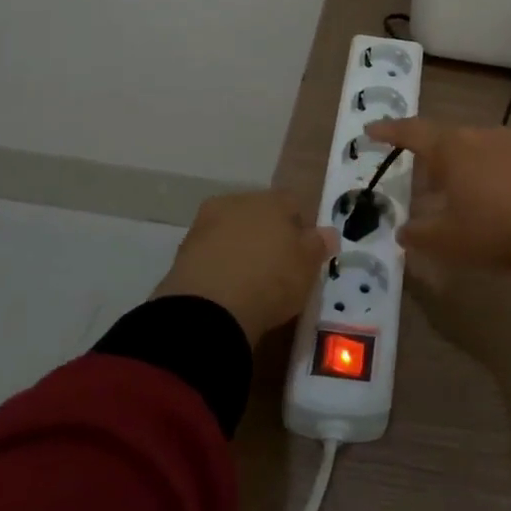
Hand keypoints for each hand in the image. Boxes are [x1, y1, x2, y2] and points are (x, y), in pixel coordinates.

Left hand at [152, 191, 334, 344]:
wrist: (207, 310)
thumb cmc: (270, 280)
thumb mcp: (307, 266)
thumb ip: (319, 245)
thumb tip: (328, 232)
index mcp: (271, 200)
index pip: (293, 203)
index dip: (300, 227)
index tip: (303, 254)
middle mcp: (237, 202)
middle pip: (259, 214)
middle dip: (268, 234)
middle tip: (277, 267)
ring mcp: (206, 224)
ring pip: (232, 231)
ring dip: (241, 248)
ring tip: (249, 281)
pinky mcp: (183, 251)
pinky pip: (211, 253)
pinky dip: (219, 265)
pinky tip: (226, 289)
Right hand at [364, 119, 510, 289]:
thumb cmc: (492, 229)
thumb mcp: (446, 240)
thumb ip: (418, 234)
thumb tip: (402, 231)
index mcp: (451, 147)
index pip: (412, 132)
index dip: (389, 132)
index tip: (370, 130)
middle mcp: (479, 136)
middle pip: (445, 139)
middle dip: (429, 157)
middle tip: (418, 177)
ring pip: (473, 148)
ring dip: (458, 166)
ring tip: (453, 192)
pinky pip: (498, 160)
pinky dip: (484, 174)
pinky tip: (488, 199)